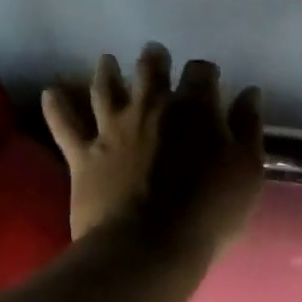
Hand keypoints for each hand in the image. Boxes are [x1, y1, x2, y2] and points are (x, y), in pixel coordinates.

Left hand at [42, 44, 263, 261]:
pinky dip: (57, 105)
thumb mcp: (247, 171)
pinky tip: (52, 92)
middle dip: (154, 60)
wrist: (148, 246)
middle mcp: (151, 107)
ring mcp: (112, 128)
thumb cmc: (209, 211)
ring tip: (107, 61)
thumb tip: (249, 93)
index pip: (201, 73)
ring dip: (107, 70)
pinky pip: (64, 123)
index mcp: (195, 109)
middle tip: (154, 55)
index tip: (208, 79)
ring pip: (105, 86)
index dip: (205, 73)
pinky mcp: (83, 154)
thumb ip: (248, 128)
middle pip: (150, 69)